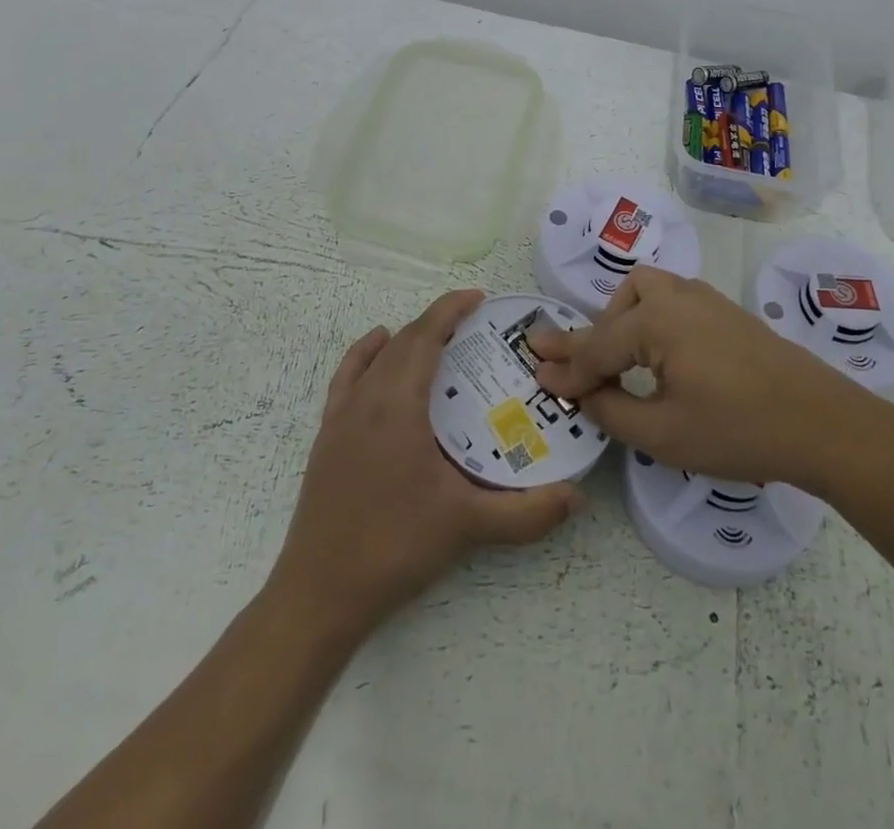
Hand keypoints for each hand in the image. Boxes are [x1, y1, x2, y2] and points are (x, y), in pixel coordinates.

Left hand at [272, 290, 584, 635]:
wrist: (319, 595)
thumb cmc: (394, 548)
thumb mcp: (468, 527)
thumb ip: (527, 513)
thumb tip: (575, 497)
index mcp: (397, 405)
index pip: (424, 336)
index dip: (451, 309)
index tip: (479, 298)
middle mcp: (366, 399)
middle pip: (403, 342)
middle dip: (437, 323)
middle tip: (474, 326)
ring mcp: (340, 417)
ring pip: (375, 357)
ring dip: (406, 339)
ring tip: (437, 341)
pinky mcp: (326, 438)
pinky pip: (347, 377)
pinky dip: (366, 355)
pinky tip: (378, 356)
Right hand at [531, 266, 893, 490]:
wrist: (822, 422)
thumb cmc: (738, 430)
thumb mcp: (664, 433)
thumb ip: (612, 411)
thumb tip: (583, 394)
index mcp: (656, 320)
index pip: (597, 346)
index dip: (567, 370)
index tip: (537, 378)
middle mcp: (677, 297)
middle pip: (620, 305)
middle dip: (594, 336)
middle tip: (578, 369)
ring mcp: (706, 300)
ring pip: (649, 290)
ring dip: (624, 319)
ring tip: (619, 359)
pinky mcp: (727, 312)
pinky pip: (674, 301)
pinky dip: (652, 320)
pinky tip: (660, 354)